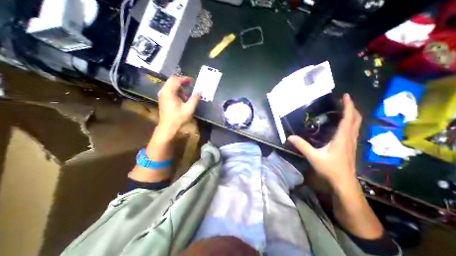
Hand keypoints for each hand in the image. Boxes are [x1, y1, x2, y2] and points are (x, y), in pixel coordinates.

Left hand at [157, 76, 199, 138]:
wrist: (167, 127)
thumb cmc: (178, 118)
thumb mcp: (189, 109)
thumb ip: (194, 99)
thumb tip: (200, 91)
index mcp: (169, 92)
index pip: (176, 80)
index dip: (185, 79)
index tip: (192, 81)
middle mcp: (163, 91)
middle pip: (172, 80)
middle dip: (181, 80)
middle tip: (190, 83)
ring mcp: (162, 94)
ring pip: (169, 84)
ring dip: (178, 84)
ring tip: (187, 88)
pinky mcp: (162, 98)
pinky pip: (168, 89)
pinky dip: (175, 89)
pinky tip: (181, 94)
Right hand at [290, 94, 361, 187]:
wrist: (344, 182)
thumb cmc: (330, 169)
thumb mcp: (314, 157)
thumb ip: (302, 146)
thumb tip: (290, 137)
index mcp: (342, 138)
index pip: (348, 119)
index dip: (348, 106)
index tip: (345, 96)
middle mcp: (349, 138)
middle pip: (356, 120)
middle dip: (352, 108)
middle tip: (343, 101)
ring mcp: (352, 143)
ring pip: (356, 125)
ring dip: (352, 115)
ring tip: (343, 109)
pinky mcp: (350, 147)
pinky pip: (353, 131)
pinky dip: (350, 123)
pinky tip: (343, 125)